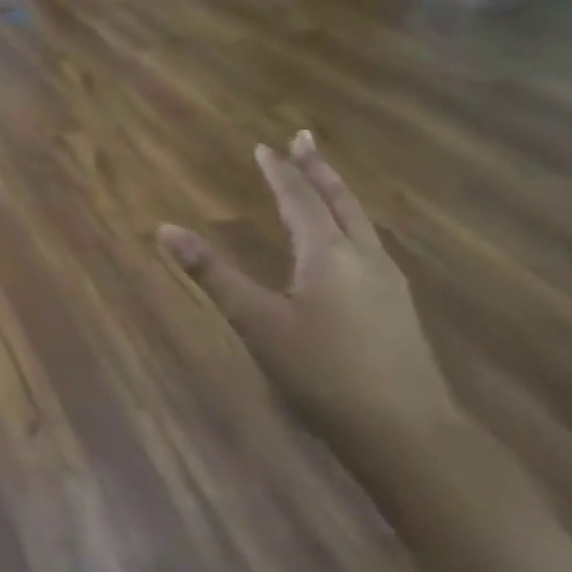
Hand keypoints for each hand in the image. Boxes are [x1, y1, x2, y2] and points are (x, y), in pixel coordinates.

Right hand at [159, 131, 457, 446]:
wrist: (406, 433)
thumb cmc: (322, 372)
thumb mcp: (256, 322)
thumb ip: (212, 273)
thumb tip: (165, 229)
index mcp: (328, 254)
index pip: (299, 199)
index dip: (279, 172)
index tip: (264, 146)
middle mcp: (363, 258)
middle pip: (340, 201)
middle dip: (318, 168)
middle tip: (304, 138)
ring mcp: (388, 282)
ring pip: (360, 222)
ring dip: (338, 193)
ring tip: (324, 179)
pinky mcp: (397, 307)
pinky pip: (369, 244)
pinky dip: (350, 223)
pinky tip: (348, 241)